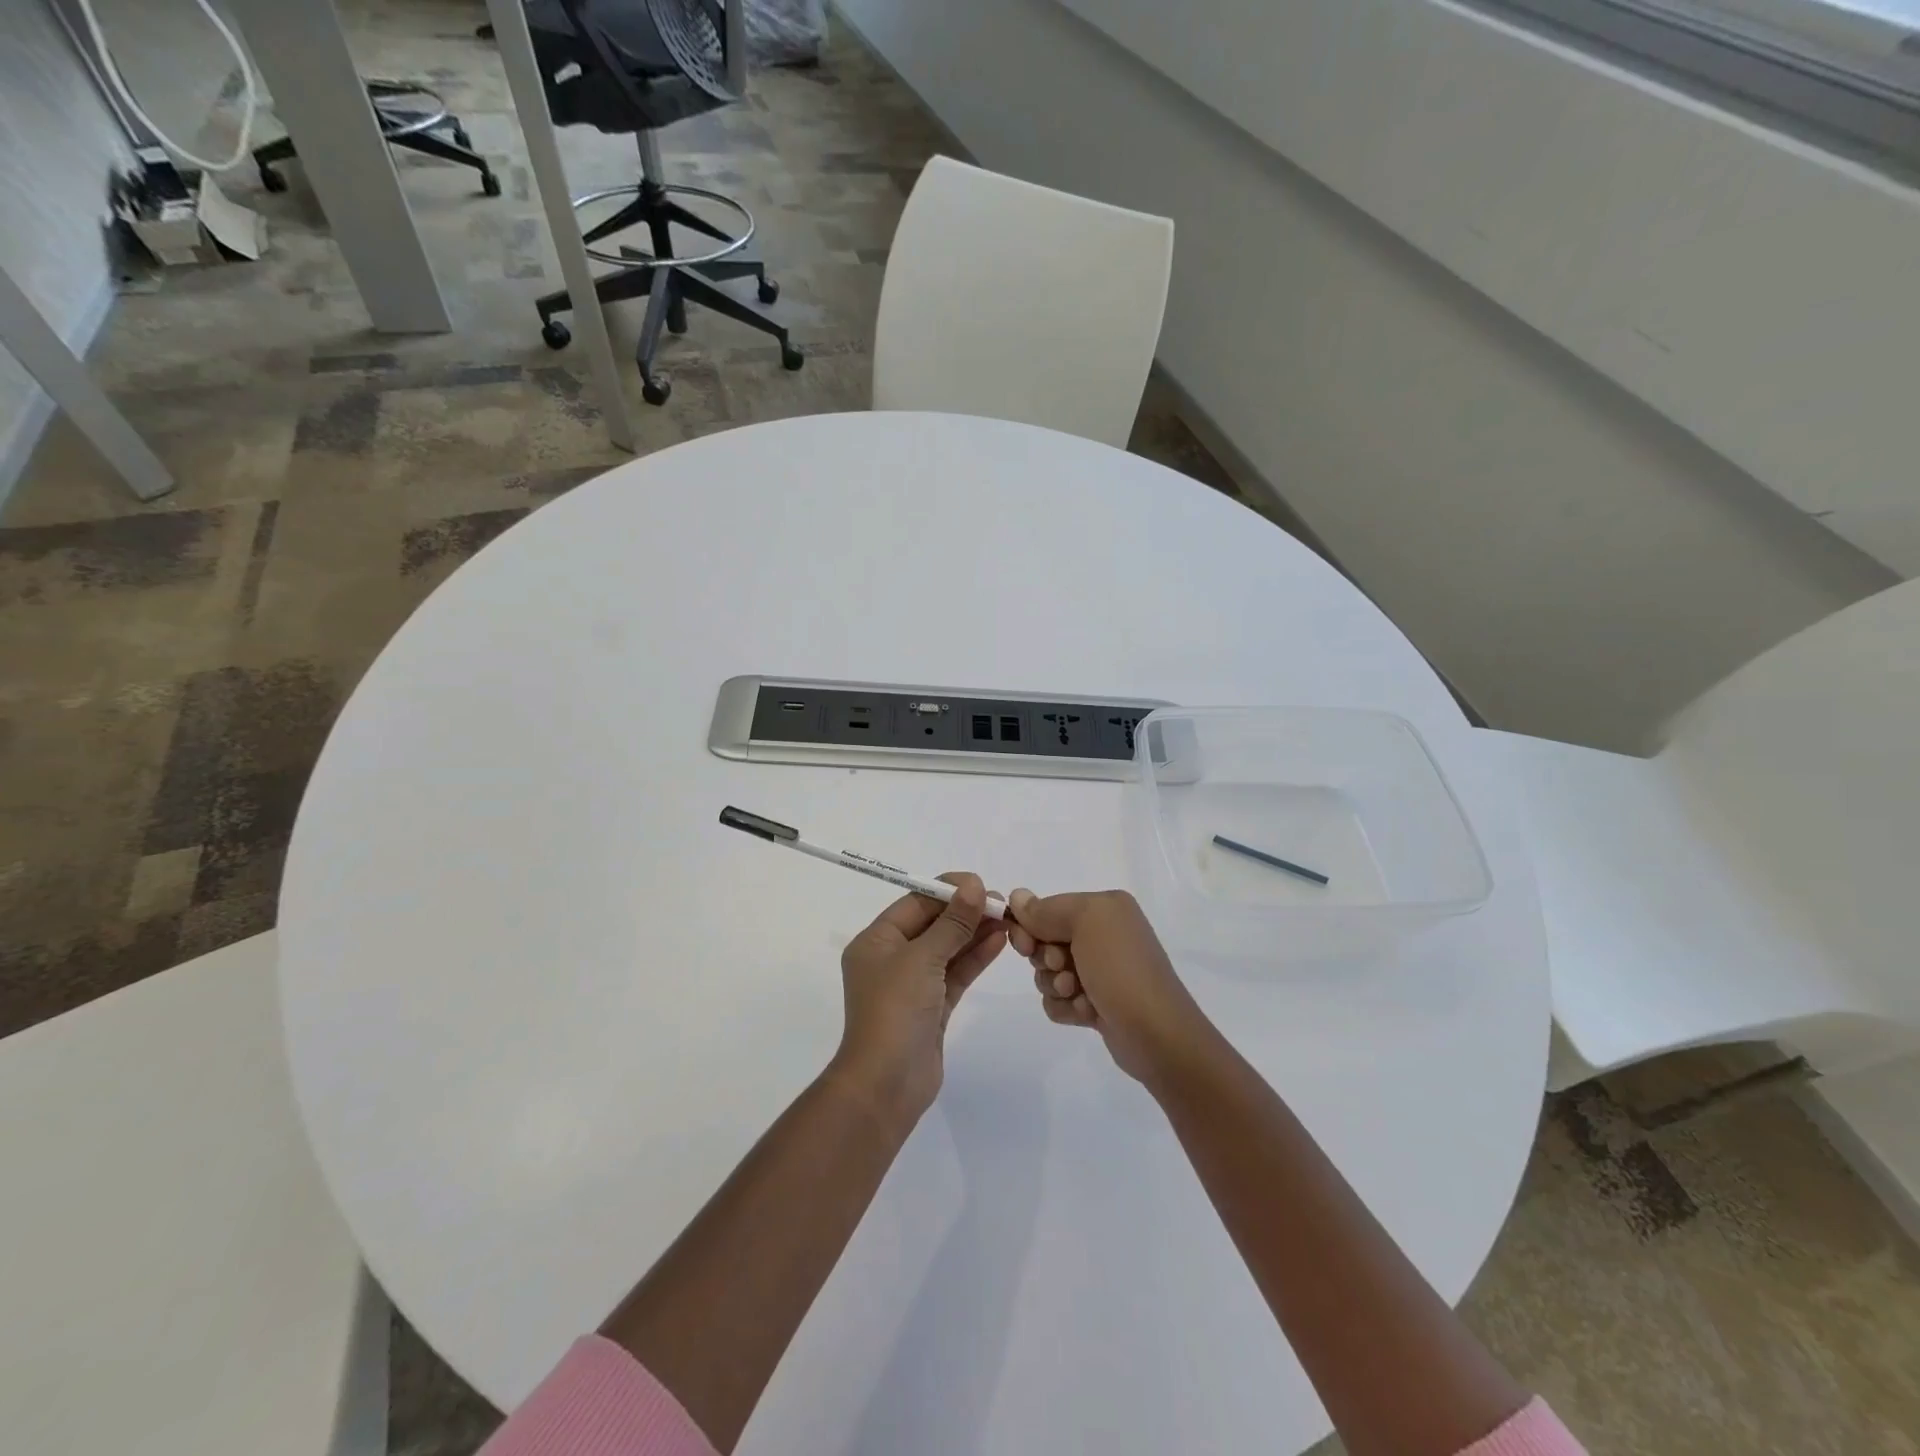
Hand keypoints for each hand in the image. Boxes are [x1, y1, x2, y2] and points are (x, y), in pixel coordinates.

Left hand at [833, 873, 1006, 1123]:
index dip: (947, 891)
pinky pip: (955, 973)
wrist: (887, 1084)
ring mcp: (912, 985)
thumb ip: (952, 923)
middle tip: (1002, 902)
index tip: (981, 884)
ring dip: (975, 933)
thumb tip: (974, 886)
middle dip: (965, 912)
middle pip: (932, 924)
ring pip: (947, 949)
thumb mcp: (922, 958)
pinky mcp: (932, 1007)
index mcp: (876, 942)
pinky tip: (999, 941)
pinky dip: (975, 957)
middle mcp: (891, 959)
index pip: (914, 904)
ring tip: (1008, 918)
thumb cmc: (895, 1010)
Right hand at [1008, 888, 1214, 1085]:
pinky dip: (1066, 1008)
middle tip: (1063, 969)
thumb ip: (1046, 909)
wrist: (1156, 1035)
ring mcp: (1101, 971)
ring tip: (1078, 995)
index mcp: (1105, 908)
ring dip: (1055, 986)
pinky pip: (1059, 1000)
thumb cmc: (1120, 969)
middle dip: (1046, 959)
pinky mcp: (1096, 1003)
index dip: (1031, 926)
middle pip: (1045, 941)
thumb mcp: (1085, 923)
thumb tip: (1016, 896)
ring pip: (1048, 973)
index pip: (1049, 908)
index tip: (1025, 945)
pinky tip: (1086, 1013)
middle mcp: (1104, 935)